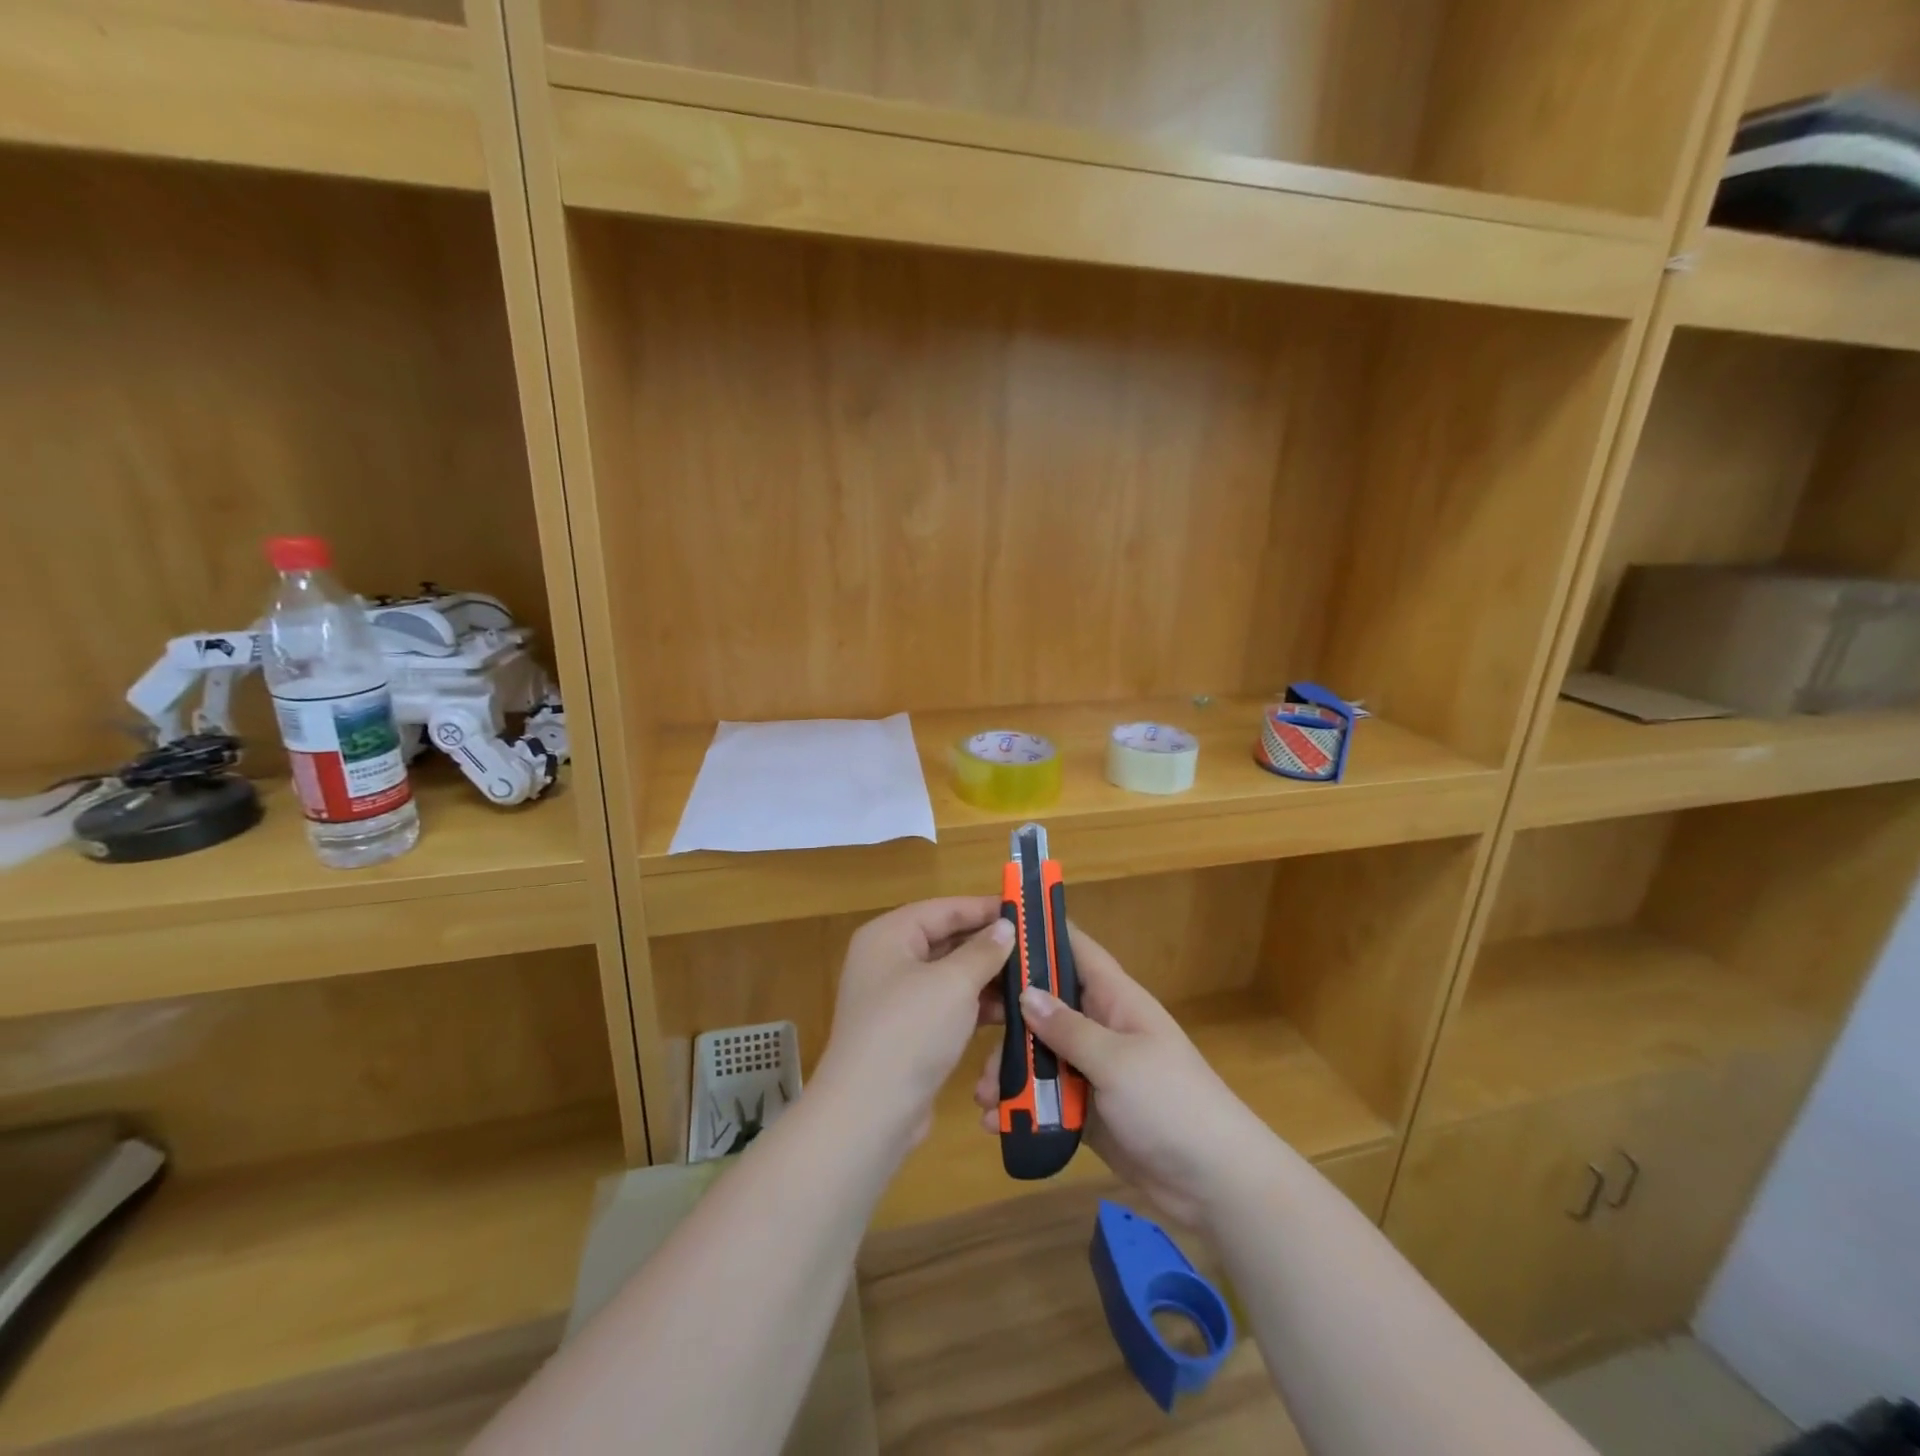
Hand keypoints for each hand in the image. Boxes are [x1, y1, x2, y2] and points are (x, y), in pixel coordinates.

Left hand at [814, 897, 1014, 1151]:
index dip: (984, 908)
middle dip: (989, 946)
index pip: (943, 909)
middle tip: (1034, 947)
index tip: (1025, 910)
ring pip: (949, 976)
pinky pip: (946, 1007)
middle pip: (945, 941)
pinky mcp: (907, 1033)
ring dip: (986, 979)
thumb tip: (1005, 926)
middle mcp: (888, 960)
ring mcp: (895, 999)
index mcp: (889, 935)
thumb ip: (983, 951)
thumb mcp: (953, 983)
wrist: (869, 1113)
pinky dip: (974, 1007)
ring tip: (1030, 980)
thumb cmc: (910, 1030)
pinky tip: (1009, 1013)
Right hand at [972, 923, 1268, 1227]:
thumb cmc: (1171, 1104)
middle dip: (1008, 1018)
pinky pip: (1047, 1099)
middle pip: (1046, 1006)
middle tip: (970, 1031)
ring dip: (1009, 1071)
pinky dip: (1022, 1107)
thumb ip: (1067, 1028)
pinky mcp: (1089, 1110)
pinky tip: (995, 1123)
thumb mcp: (1116, 1061)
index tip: (995, 928)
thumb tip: (1025, 992)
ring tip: (984, 1097)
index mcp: (1115, 999)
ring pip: (1041, 1055)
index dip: (1040, 933)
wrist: (1215, 1183)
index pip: (1075, 949)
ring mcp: (1094, 1070)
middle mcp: (1101, 1027)